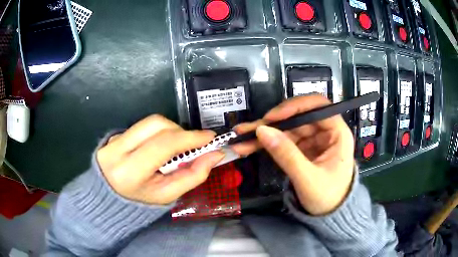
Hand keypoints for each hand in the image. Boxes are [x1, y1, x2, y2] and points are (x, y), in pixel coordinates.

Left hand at [96, 115, 224, 204]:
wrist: (111, 196)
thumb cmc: (141, 201)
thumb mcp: (168, 195)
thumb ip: (193, 176)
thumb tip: (215, 155)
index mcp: (130, 171)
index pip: (163, 145)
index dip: (189, 137)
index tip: (210, 137)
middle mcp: (117, 150)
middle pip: (156, 125)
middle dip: (180, 131)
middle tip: (192, 144)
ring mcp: (114, 139)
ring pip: (150, 122)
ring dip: (170, 130)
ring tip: (175, 146)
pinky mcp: (115, 134)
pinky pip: (142, 126)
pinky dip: (157, 133)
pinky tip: (158, 147)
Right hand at [233, 95, 354, 214]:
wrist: (330, 216)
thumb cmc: (328, 198)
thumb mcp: (307, 179)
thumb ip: (286, 155)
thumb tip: (262, 130)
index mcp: (337, 133)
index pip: (317, 106)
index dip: (294, 107)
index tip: (272, 117)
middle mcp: (326, 131)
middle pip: (297, 117)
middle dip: (271, 123)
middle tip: (246, 129)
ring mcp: (313, 140)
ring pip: (287, 128)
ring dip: (264, 133)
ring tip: (241, 139)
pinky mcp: (304, 149)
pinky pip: (284, 140)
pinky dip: (267, 143)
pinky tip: (249, 145)